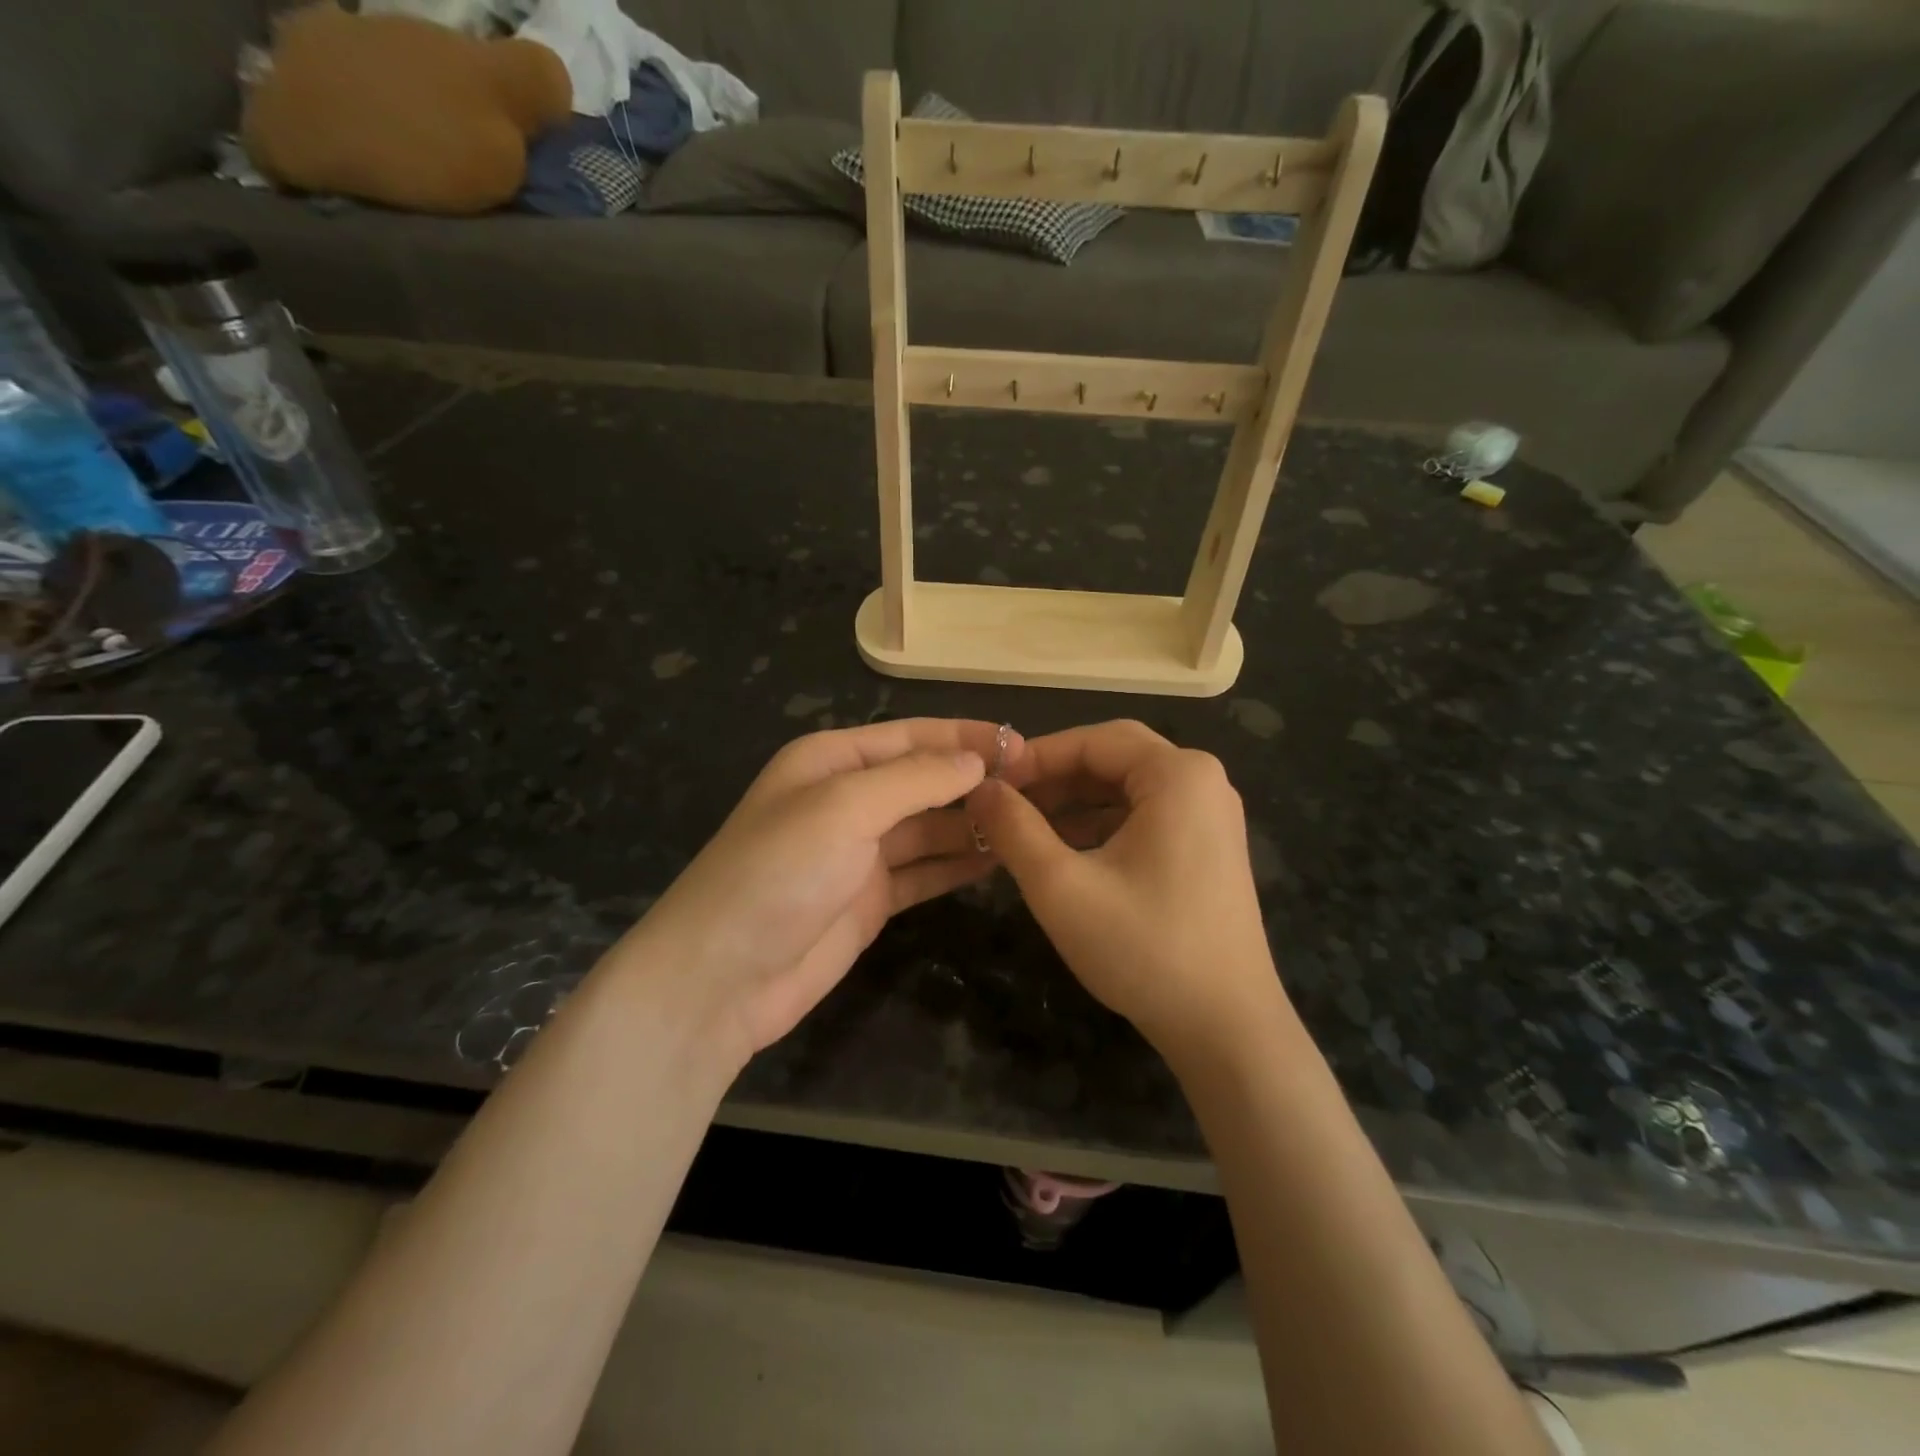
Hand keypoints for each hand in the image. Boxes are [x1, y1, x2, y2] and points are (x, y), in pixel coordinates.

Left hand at [624, 719, 1023, 1059]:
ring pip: (931, 828)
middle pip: (924, 781)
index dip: (966, 738)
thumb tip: (976, 761)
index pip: (912, 736)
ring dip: (974, 824)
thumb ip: (915, 780)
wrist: (721, 978)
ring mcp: (860, 853)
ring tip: (1032, 824)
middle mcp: (848, 799)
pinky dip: (959, 865)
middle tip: (1040, 788)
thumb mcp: (845, 808)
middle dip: (975, 781)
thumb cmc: (778, 872)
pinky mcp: (871, 899)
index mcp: (832, 760)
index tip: (1024, 746)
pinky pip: (925, 871)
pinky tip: (1000, 861)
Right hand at [967, 720, 1285, 1064]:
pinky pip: (1145, 816)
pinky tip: (1064, 851)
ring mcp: (1211, 816)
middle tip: (1005, 801)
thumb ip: (1013, 828)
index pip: (1093, 740)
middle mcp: (1203, 782)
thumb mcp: (1061, 886)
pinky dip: (1101, 825)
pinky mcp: (1208, 849)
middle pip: (1113, 757)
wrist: (1227, 1029)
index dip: (1034, 757)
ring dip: (1074, 802)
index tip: (989, 783)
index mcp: (1179, 775)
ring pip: (1126, 788)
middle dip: (1055, 777)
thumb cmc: (1144, 949)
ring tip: (1023, 828)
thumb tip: (979, 789)